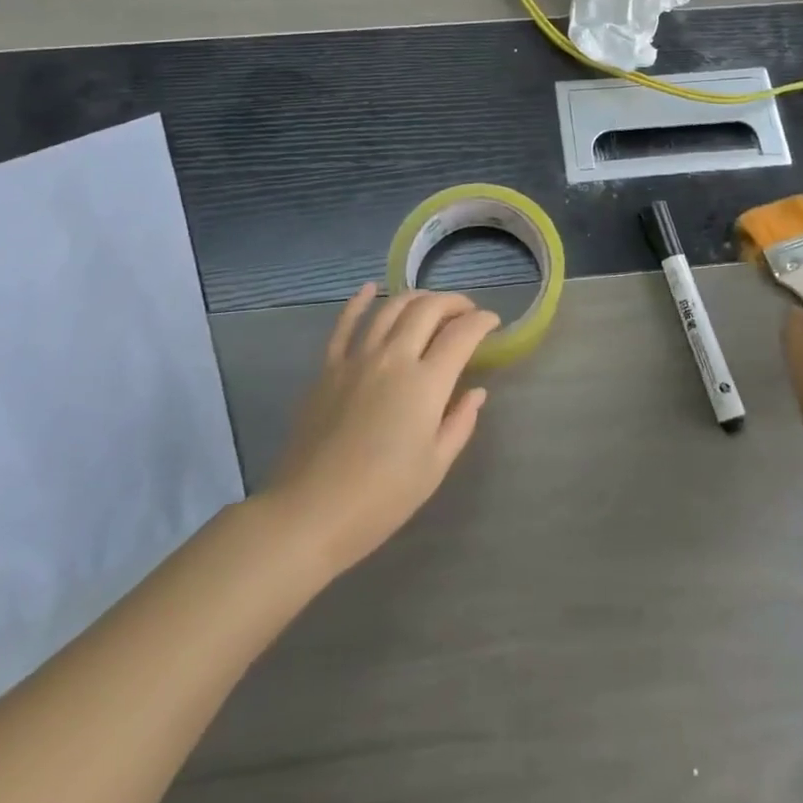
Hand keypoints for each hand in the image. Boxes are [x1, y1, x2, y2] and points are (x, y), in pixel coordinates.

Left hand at [266, 285, 497, 577]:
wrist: (310, 513)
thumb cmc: (382, 498)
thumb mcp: (435, 467)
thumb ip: (460, 422)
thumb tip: (476, 391)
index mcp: (426, 383)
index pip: (462, 334)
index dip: (482, 321)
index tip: (492, 322)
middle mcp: (394, 358)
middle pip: (428, 309)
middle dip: (454, 303)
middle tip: (466, 312)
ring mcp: (357, 358)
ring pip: (391, 308)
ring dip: (416, 297)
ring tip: (430, 303)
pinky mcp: (328, 368)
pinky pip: (345, 324)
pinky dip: (359, 301)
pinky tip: (369, 289)